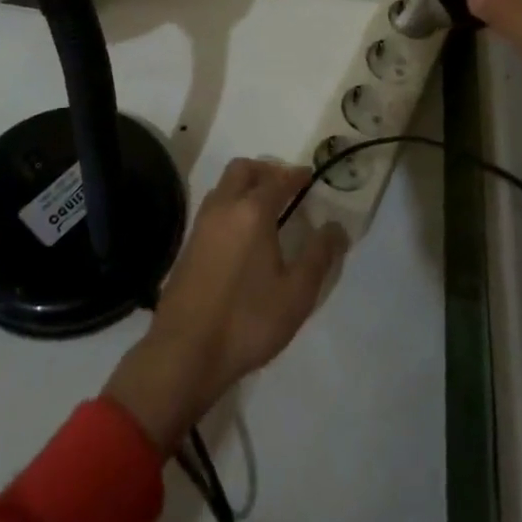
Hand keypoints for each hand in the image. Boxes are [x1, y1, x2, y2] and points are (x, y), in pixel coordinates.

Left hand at [105, 159, 345, 451]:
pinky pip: (214, 207)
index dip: (296, 175)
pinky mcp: (189, 244)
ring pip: (224, 186)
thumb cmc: (247, 320)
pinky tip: (244, 234)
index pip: (278, 179)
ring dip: (246, 186)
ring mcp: (202, 224)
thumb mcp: (296, 294)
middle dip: (266, 170)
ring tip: (268, 209)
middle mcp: (223, 207)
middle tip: (287, 187)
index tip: (310, 177)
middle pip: (243, 169)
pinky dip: (231, 205)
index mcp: (252, 211)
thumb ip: (319, 256)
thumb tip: (336, 227)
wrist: (185, 351)